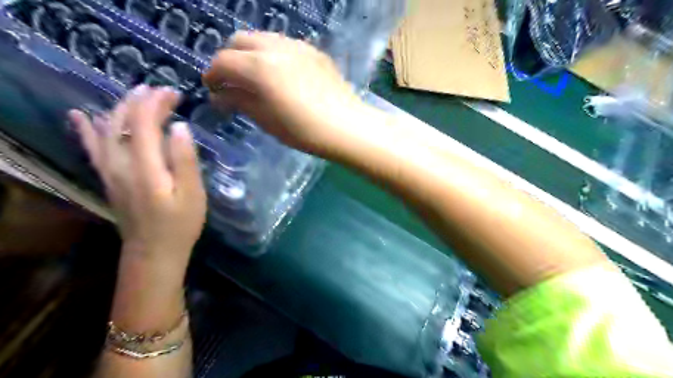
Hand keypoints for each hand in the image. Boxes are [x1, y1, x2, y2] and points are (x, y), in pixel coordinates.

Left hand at [67, 83, 206, 263]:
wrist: (154, 251)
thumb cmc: (181, 224)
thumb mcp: (193, 193)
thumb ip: (184, 159)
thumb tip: (180, 126)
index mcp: (145, 166)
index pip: (144, 122)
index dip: (157, 102)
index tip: (175, 93)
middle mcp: (120, 163)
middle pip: (123, 120)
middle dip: (141, 100)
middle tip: (163, 91)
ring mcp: (109, 171)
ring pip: (106, 129)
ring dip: (120, 108)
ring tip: (137, 95)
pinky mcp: (108, 178)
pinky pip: (92, 148)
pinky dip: (87, 129)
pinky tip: (82, 116)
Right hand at [203, 30, 367, 156]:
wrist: (346, 127)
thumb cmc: (303, 131)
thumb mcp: (267, 120)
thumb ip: (240, 102)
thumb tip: (219, 96)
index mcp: (259, 67)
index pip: (223, 62)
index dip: (212, 75)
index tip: (212, 89)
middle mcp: (275, 48)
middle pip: (239, 41)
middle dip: (229, 59)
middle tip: (232, 81)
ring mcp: (297, 46)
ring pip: (262, 38)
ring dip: (251, 54)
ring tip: (256, 77)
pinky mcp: (314, 51)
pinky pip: (284, 45)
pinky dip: (272, 55)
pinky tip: (281, 74)